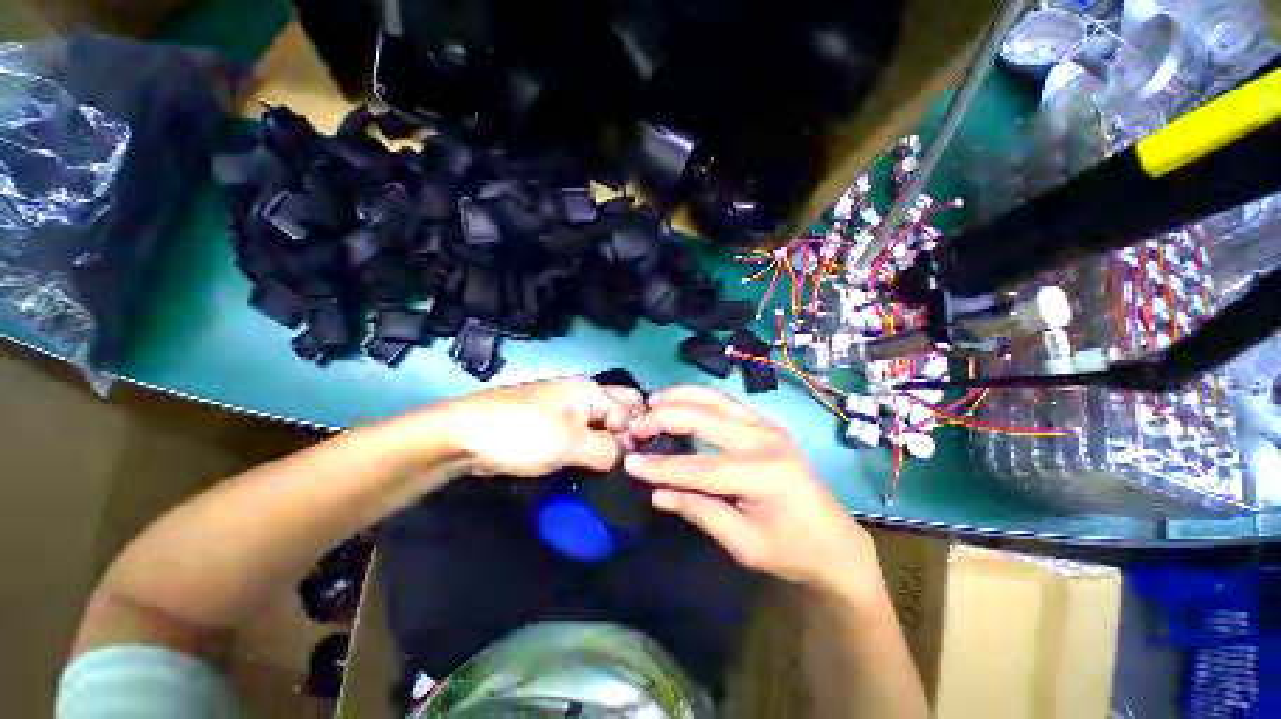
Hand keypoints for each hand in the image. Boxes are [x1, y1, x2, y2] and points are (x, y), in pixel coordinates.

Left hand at [440, 377, 644, 477]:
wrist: (464, 435)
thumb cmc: (523, 434)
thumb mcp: (572, 444)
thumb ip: (607, 450)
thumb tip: (624, 456)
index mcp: (590, 390)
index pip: (630, 410)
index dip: (633, 436)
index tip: (629, 465)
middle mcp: (581, 393)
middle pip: (618, 408)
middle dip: (625, 433)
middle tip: (622, 462)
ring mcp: (563, 406)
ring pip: (598, 421)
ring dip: (606, 441)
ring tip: (607, 468)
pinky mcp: (549, 421)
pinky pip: (580, 430)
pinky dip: (588, 444)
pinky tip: (587, 462)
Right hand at [626, 386, 880, 597]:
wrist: (837, 544)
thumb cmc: (792, 551)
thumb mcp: (743, 544)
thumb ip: (699, 511)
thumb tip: (656, 493)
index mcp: (762, 474)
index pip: (699, 467)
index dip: (661, 467)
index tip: (629, 462)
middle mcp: (765, 439)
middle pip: (704, 417)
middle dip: (665, 418)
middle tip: (636, 426)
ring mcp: (768, 427)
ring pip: (716, 398)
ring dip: (681, 396)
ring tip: (653, 402)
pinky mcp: (767, 425)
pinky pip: (726, 403)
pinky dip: (699, 399)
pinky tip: (681, 402)